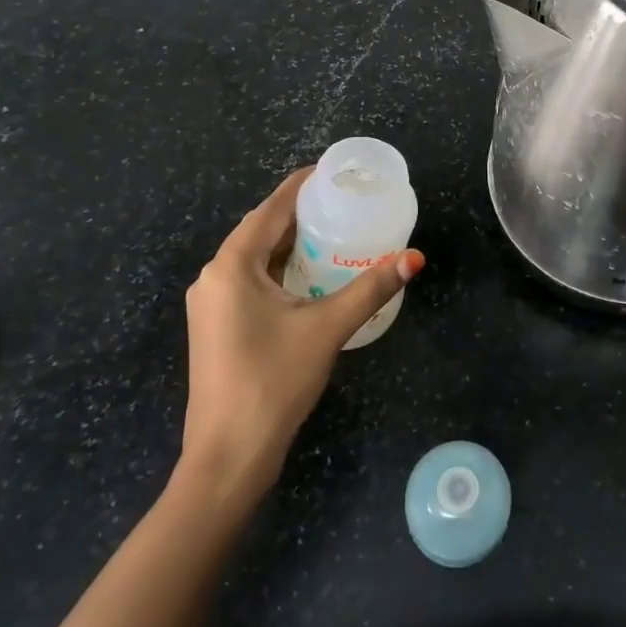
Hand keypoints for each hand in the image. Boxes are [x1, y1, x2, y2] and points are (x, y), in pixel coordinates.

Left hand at [179, 168, 423, 499]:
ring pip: (254, 257)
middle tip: (343, 202)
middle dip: (299, 213)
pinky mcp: (217, 326)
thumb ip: (371, 288)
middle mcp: (214, 276)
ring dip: (289, 242)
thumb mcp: (327, 327)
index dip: (301, 186)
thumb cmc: (274, 381)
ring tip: (333, 231)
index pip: (271, 209)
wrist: (229, 455)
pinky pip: (250, 281)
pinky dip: (279, 269)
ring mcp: (211, 304)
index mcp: (232, 266)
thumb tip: (414, 257)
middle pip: (260, 230)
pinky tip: (308, 274)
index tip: (332, 171)